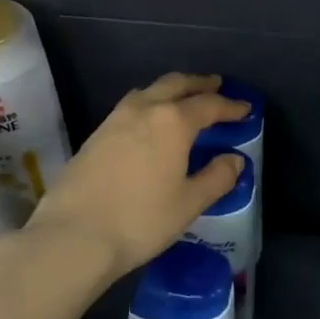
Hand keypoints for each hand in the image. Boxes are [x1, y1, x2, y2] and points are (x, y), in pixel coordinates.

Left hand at [26, 73, 247, 280]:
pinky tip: (150, 123)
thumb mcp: (188, 203)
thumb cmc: (140, 220)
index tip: (246, 108)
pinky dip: (149, 104)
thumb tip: (235, 160)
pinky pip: (131, 106)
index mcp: (173, 121)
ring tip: (183, 100)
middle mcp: (144, 109)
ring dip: (171, 90)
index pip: (209, 104)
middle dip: (199, 83)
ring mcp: (115, 119)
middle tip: (216, 85)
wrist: (73, 235)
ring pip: (149, 91)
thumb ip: (216, 178)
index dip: (230, 106)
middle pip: (176, 84)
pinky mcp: (96, 135)